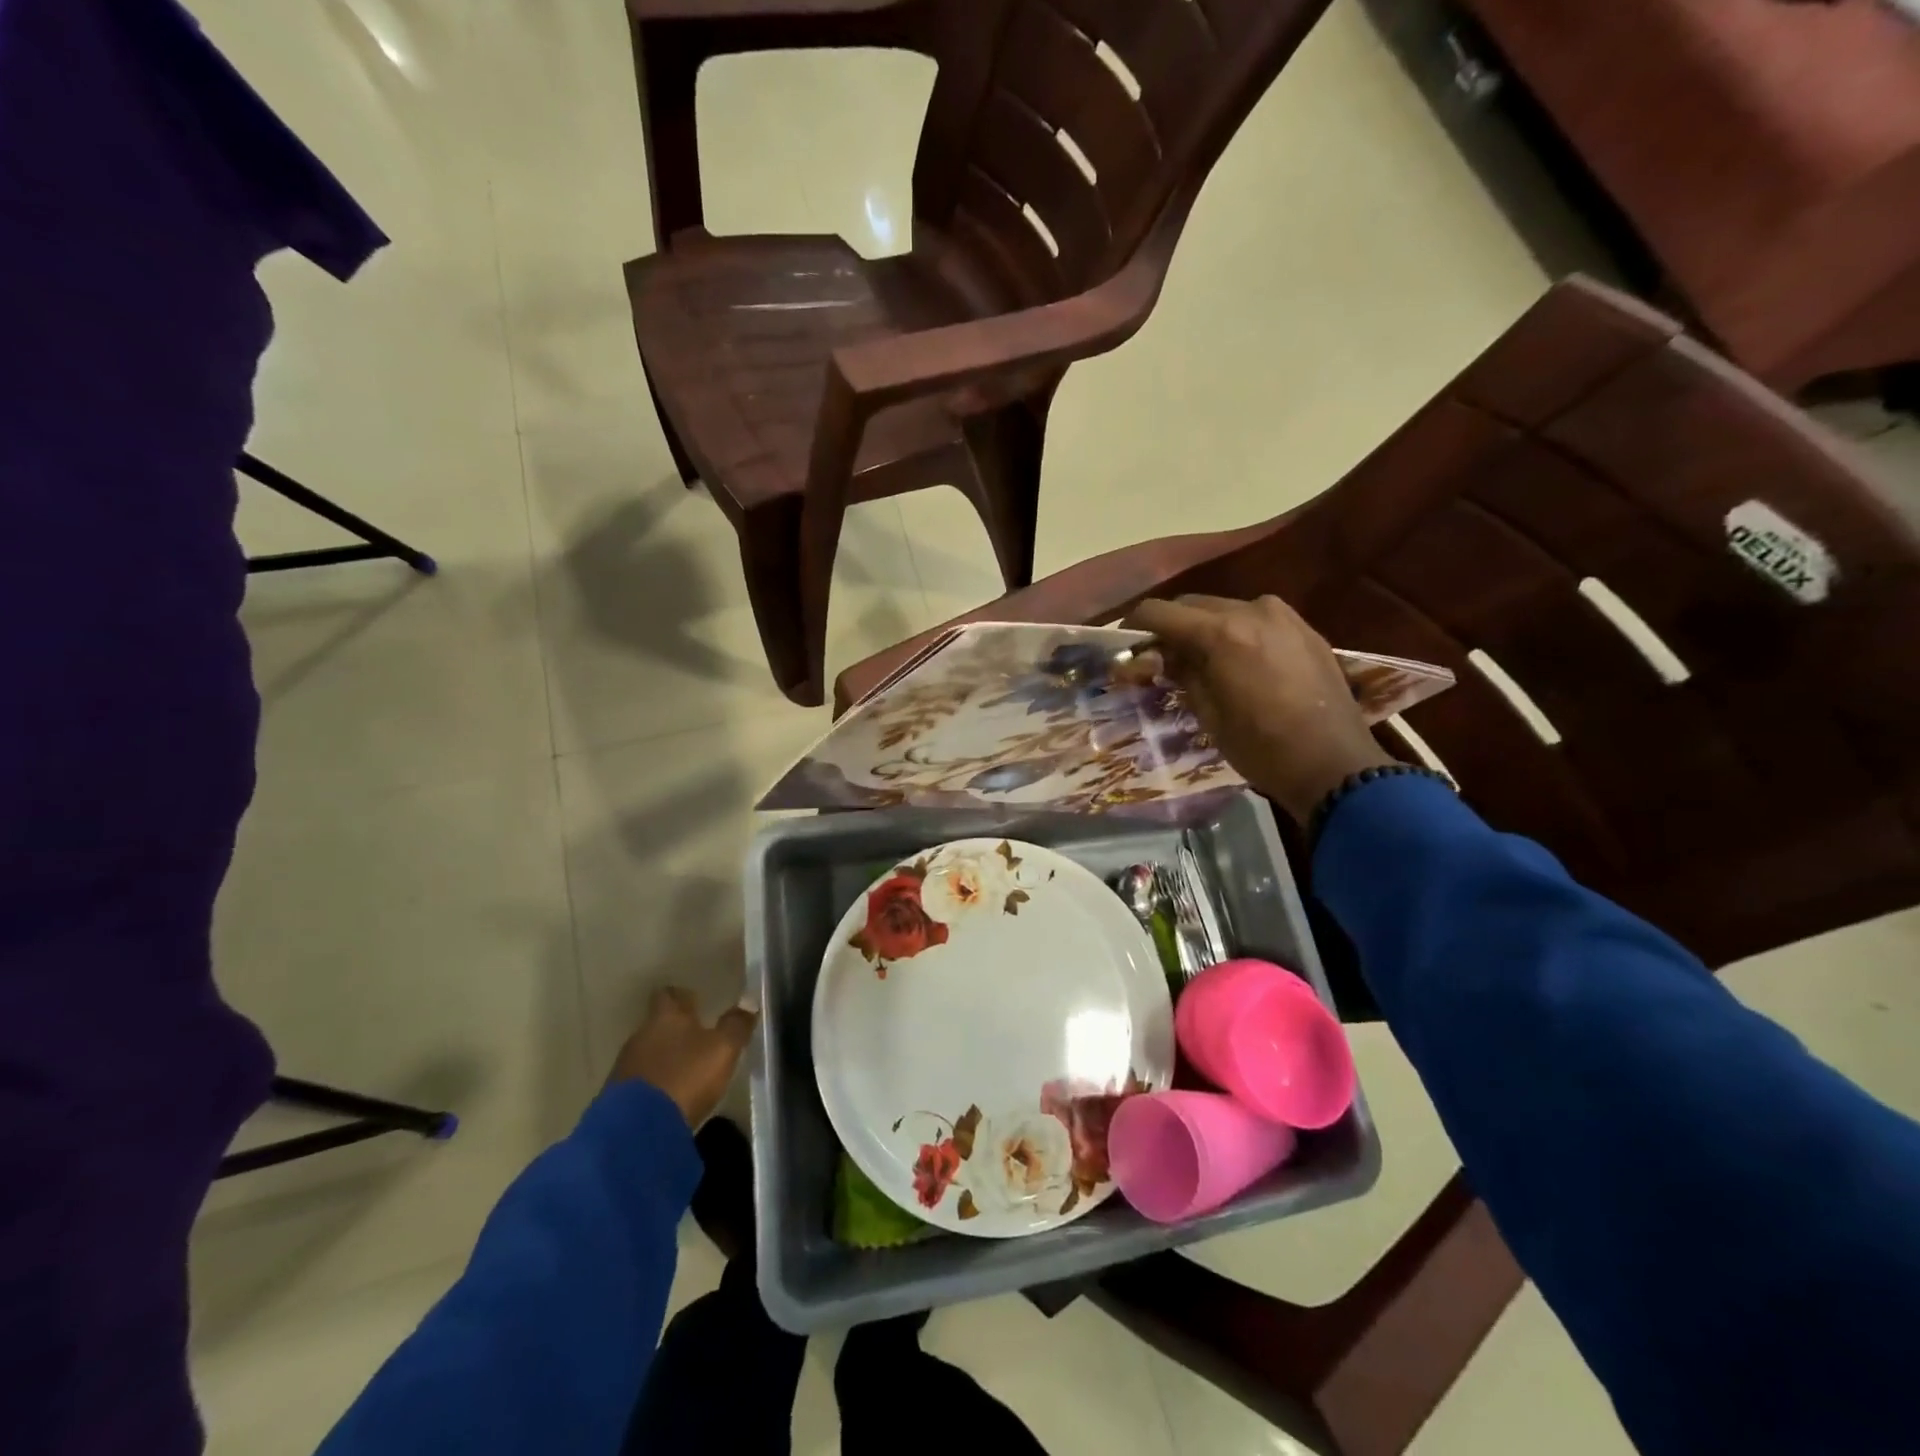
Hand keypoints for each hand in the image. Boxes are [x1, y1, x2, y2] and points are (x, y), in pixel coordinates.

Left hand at [609, 986, 757, 1128]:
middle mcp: (641, 1035)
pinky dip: (652, 1084)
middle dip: (674, 1030)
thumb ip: (736, 1024)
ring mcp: (624, 1066)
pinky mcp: (615, 1098)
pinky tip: (665, 1097)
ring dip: (662, 1059)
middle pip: (657, 1025)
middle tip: (696, 1040)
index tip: (695, 1002)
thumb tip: (749, 1000)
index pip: (670, 994)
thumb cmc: (686, 1077)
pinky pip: (638, 1081)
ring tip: (682, 1071)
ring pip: (647, 1053)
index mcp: (667, 1017)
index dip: (682, 997)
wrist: (637, 1130)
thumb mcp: (723, 1049)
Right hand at [1124, 594, 1394, 822]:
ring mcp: (1283, 616)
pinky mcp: (1305, 629)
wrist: (1334, 764)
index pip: (1160, 611)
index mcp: (1221, 632)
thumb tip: (1159, 656)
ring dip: (1205, 628)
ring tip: (1200, 661)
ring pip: (1226, 609)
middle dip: (1172, 626)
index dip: (1137, 626)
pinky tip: (1237, 662)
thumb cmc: (1261, 747)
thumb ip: (1181, 673)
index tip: (1127, 646)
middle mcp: (1251, 610)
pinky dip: (1237, 633)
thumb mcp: (1207, 713)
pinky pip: (1257, 620)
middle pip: (1193, 604)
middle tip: (1160, 658)